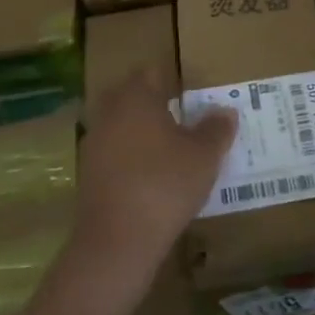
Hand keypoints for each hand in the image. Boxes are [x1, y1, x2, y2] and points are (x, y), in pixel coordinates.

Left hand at [72, 68, 236, 291]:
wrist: (116, 242)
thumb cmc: (165, 184)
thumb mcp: (204, 156)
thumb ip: (216, 129)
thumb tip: (226, 111)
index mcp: (136, 97)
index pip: (151, 72)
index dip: (173, 79)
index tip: (192, 93)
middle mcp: (110, 112)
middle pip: (132, 96)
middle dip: (154, 104)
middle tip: (183, 118)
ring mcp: (94, 143)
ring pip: (121, 125)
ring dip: (141, 132)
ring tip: (170, 150)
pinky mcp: (88, 174)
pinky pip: (113, 153)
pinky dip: (130, 158)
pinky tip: (150, 177)